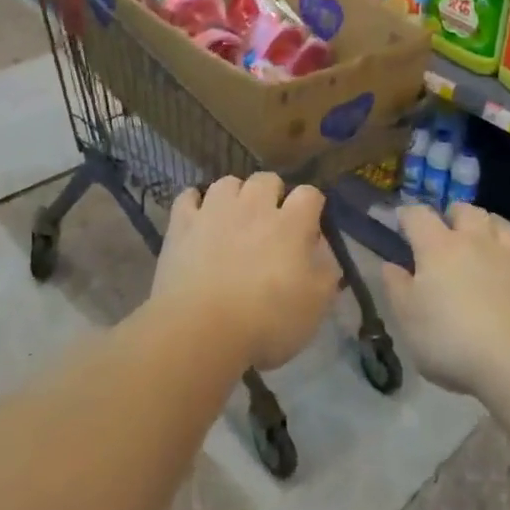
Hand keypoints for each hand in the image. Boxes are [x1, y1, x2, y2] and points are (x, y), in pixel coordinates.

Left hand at [153, 173, 340, 370]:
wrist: (201, 330)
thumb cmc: (266, 321)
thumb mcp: (315, 306)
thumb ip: (327, 273)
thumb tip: (324, 251)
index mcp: (291, 224)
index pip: (309, 193)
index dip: (312, 206)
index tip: (310, 226)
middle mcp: (254, 206)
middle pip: (267, 179)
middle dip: (272, 194)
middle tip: (270, 222)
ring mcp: (215, 210)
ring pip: (228, 182)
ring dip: (235, 195)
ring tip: (233, 218)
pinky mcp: (182, 223)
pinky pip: (188, 196)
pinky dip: (195, 203)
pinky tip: (198, 218)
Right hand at [383, 203, 509, 398]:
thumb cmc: (451, 340)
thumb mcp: (408, 320)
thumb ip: (396, 288)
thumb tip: (389, 265)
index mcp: (438, 247)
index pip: (418, 216)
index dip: (408, 216)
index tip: (401, 223)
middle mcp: (476, 241)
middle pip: (466, 211)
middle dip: (455, 215)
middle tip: (448, 230)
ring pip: (504, 226)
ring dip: (493, 227)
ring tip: (487, 239)